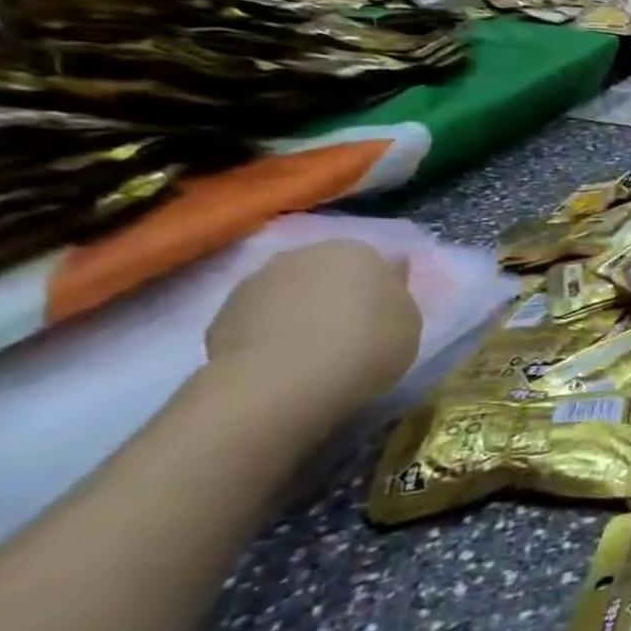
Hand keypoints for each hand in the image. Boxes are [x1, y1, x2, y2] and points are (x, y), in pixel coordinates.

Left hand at [205, 241, 421, 411]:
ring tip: (313, 352)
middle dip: (335, 296)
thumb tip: (391, 271)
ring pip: (289, 294)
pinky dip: (270, 335)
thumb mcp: (409, 320)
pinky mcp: (221, 315)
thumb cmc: (367, 343)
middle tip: (350, 333)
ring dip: (300, 313)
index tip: (383, 318)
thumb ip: (397, 293)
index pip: (373, 263)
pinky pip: (259, 320)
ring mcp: (256, 282)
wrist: (285, 380)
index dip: (379, 291)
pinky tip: (283, 362)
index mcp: (356, 251)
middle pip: (327, 273)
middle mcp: (303, 254)